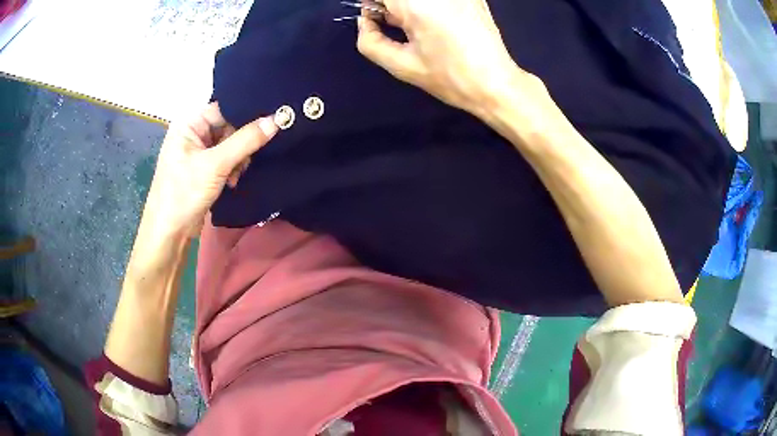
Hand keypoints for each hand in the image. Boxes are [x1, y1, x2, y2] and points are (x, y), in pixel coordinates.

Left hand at [141, 103, 277, 237]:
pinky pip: (226, 159)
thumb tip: (278, 119)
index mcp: (189, 124)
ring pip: (230, 144)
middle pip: (228, 126)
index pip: (224, 108)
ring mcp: (198, 152)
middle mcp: (193, 133)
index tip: (273, 118)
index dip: (247, 113)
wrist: (170, 233)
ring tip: (237, 174)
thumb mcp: (216, 165)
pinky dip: (233, 168)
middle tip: (251, 156)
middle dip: (242, 142)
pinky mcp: (203, 169)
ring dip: (239, 158)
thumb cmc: (184, 193)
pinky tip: (233, 181)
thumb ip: (246, 140)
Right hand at [356, 0, 532, 115]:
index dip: (373, 5)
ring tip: (418, 25)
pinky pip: (438, 0)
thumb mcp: (401, 66)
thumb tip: (365, 22)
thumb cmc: (449, 78)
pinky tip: (438, 21)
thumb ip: (370, 41)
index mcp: (416, 4)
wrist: (496, 83)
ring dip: (409, 5)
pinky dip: (429, 5)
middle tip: (397, 23)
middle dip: (391, 5)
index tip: (376, 19)